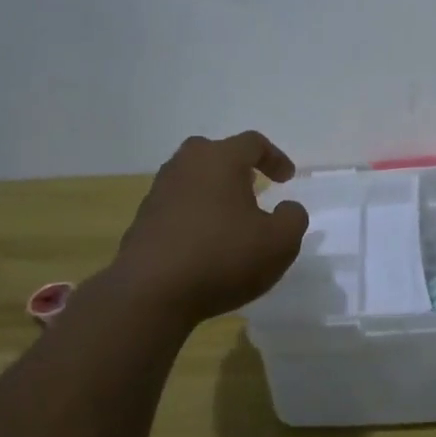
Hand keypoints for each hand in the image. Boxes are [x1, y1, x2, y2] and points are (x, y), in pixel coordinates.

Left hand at [112, 132, 309, 324]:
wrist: (150, 293)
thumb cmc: (222, 257)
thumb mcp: (279, 242)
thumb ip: (293, 218)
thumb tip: (287, 208)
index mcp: (220, 159)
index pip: (252, 143)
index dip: (274, 157)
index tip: (287, 179)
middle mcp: (185, 166)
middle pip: (214, 153)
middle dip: (236, 168)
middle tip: (252, 187)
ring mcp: (159, 192)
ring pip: (192, 180)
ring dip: (213, 193)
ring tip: (229, 219)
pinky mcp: (142, 221)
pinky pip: (176, 207)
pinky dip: (194, 217)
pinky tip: (204, 244)